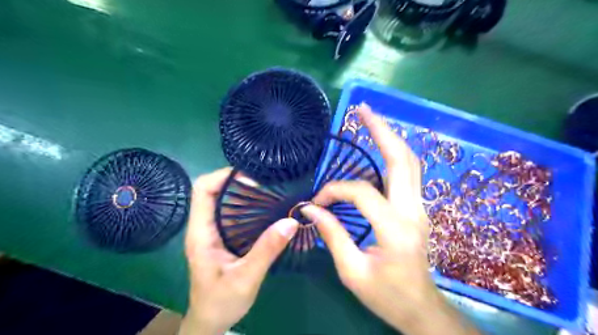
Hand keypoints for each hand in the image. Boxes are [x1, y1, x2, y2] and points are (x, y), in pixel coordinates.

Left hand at [177, 169, 299, 334]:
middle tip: (267, 181)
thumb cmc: (221, 302)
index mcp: (201, 232)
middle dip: (238, 181)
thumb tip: (290, 221)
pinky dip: (249, 205)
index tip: (252, 177)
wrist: (211, 321)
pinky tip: (267, 208)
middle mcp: (204, 226)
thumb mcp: (246, 278)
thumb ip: (266, 250)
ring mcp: (213, 231)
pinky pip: (234, 213)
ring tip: (270, 190)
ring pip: (224, 200)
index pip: (203, 190)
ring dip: (244, 192)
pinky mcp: (223, 237)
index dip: (223, 176)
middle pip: (214, 190)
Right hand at [302, 104, 479, 334]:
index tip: (316, 201)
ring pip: (410, 163)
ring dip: (390, 139)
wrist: (421, 308)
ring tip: (370, 121)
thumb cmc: (386, 295)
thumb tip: (312, 208)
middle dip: (382, 131)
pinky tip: (380, 148)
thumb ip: (332, 235)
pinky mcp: (418, 209)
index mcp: (395, 230)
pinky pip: (408, 174)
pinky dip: (393, 155)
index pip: (362, 193)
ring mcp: (420, 208)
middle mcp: (413, 212)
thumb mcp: (352, 271)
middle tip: (364, 111)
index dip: (335, 190)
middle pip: (402, 160)